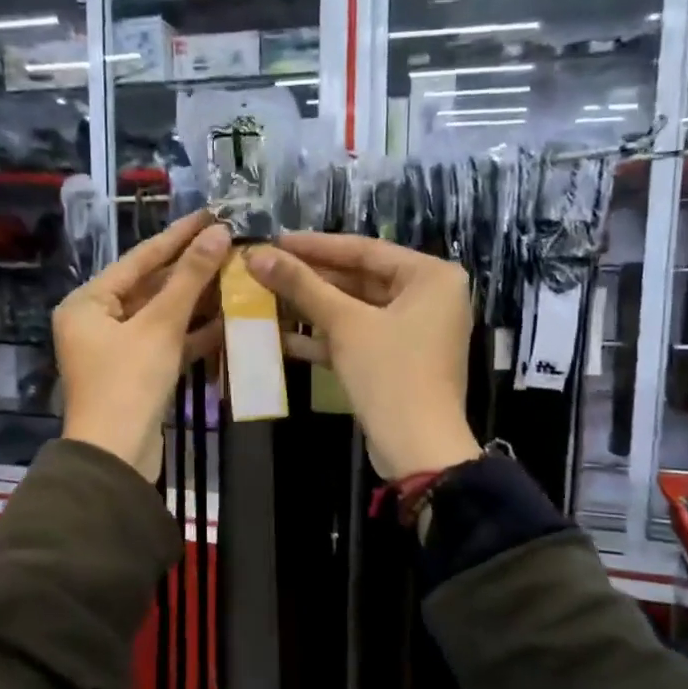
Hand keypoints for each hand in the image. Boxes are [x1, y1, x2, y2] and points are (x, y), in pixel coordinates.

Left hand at [54, 210, 230, 479]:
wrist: (117, 457)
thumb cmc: (129, 383)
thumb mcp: (160, 326)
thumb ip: (190, 279)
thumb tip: (218, 233)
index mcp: (88, 303)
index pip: (140, 259)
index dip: (178, 236)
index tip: (211, 214)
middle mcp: (97, 320)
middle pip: (151, 286)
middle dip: (192, 270)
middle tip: (230, 245)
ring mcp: (118, 349)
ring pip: (163, 316)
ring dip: (198, 301)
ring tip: (237, 275)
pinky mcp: (138, 373)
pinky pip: (167, 342)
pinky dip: (194, 333)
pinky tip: (229, 318)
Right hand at [247, 234, 482, 480]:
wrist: (417, 448)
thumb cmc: (390, 373)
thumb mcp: (345, 324)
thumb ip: (302, 286)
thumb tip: (256, 254)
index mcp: (431, 277)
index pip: (364, 249)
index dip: (315, 246)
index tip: (274, 240)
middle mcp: (428, 298)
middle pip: (359, 279)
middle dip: (310, 279)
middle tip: (265, 269)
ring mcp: (413, 332)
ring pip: (354, 310)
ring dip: (311, 308)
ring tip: (264, 298)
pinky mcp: (396, 361)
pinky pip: (357, 337)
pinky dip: (324, 337)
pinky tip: (280, 335)